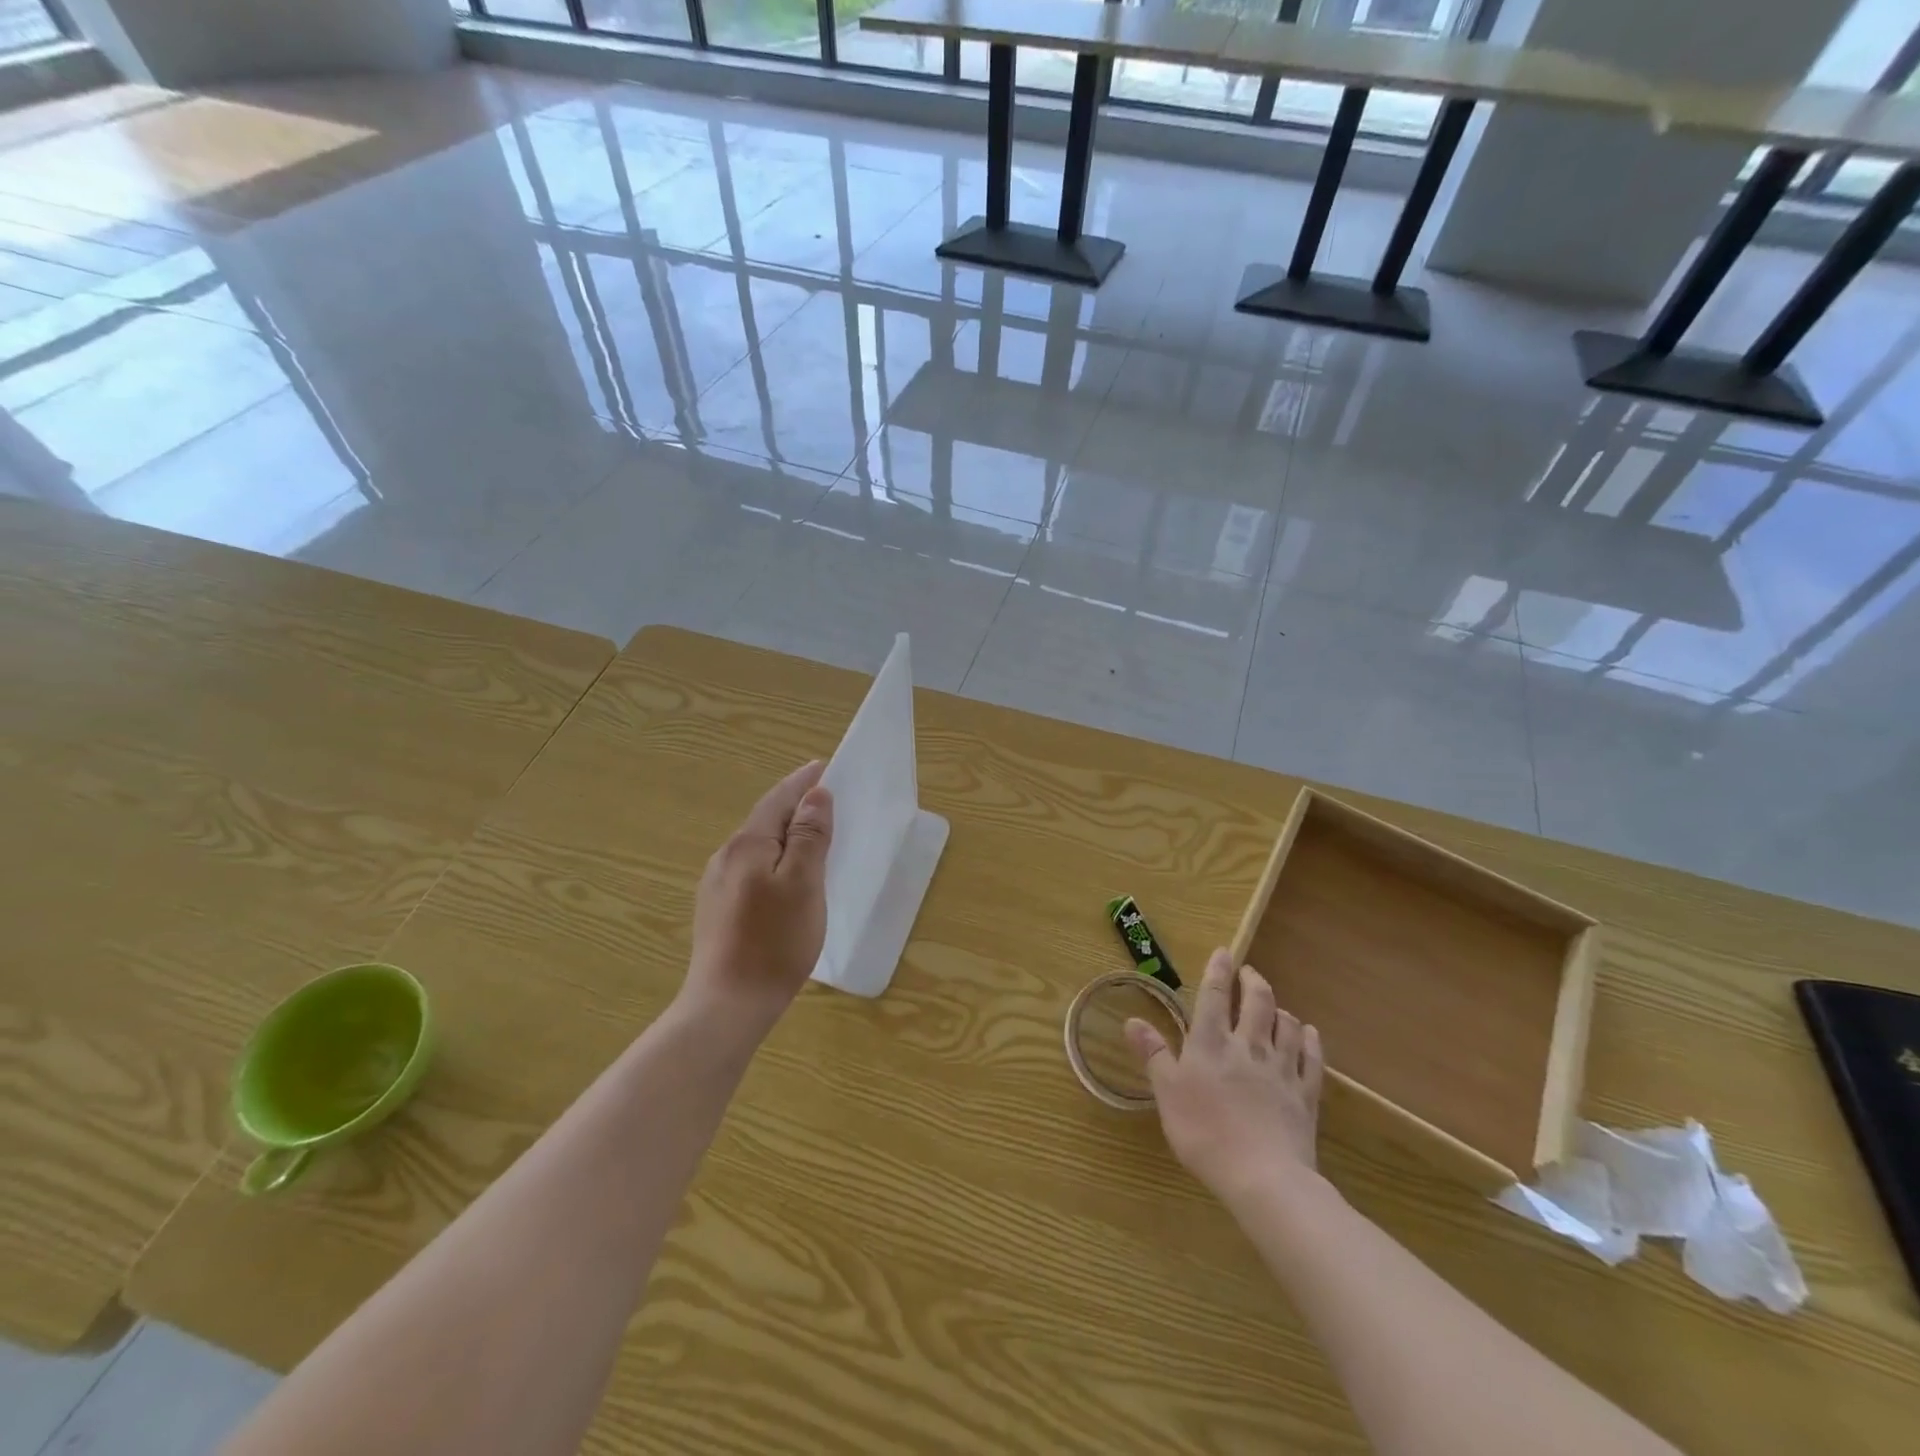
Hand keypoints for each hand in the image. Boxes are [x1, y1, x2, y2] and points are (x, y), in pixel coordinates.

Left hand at [685, 760, 833, 1035]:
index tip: (824, 766)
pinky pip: (750, 868)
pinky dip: (774, 858)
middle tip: (824, 798)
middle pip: (765, 820)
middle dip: (794, 805)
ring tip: (811, 835)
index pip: (778, 799)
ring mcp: (716, 885)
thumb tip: (816, 795)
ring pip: (757, 846)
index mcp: (748, 845)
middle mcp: (726, 857)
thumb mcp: (803, 884)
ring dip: (784, 833)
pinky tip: (785, 876)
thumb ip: (810, 836)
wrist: (727, 1004)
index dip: (803, 782)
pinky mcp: (717, 910)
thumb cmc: (774, 941)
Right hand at [1126, 948, 1322, 1203]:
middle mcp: (1248, 1046)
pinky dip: (1309, 1039)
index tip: (1223, 952)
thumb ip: (1152, 1054)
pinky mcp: (1305, 1094)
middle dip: (1252, 981)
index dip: (1218, 971)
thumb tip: (1132, 1019)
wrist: (1264, 1177)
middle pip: (1256, 1001)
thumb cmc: (1205, 1133)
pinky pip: (1311, 1057)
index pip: (1214, 995)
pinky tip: (1307, 1033)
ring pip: (1286, 1024)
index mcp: (1211, 1043)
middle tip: (1248, 972)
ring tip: (1274, 1006)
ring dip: (1279, 1009)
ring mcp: (1281, 1068)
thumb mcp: (1166, 1094)